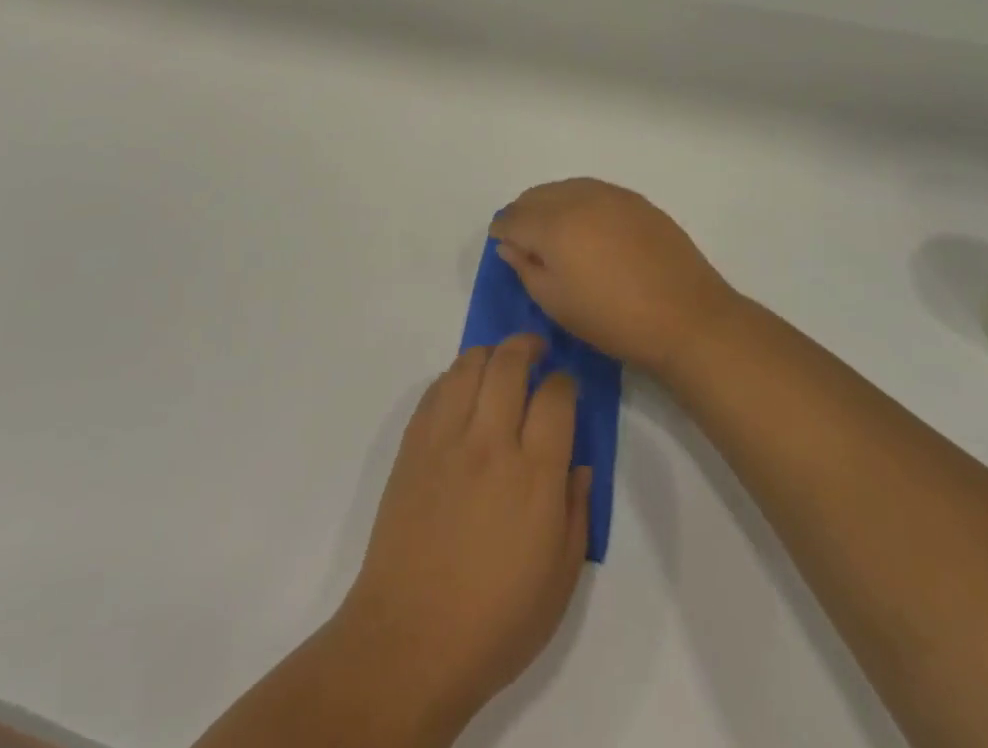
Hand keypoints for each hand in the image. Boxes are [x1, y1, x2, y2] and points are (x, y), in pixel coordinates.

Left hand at [331, 335, 591, 733]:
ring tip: (500, 363)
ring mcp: (446, 439)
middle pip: (510, 363)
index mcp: (534, 474)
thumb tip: (577, 465)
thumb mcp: (561, 579)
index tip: (566, 386)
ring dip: (490, 354)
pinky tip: (463, 390)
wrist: (410, 640)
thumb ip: (577, 512)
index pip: (555, 397)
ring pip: (469, 365)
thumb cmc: (496, 622)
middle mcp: (490, 442)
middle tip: (537, 350)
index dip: (565, 382)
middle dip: (528, 346)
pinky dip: (455, 377)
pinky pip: (436, 389)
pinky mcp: (413, 446)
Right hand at [489, 178, 738, 374]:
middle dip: (524, 213)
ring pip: (566, 188)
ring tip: (556, 233)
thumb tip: (510, 245)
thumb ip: (526, 268)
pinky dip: (580, 203)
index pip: (513, 217)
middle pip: (537, 195)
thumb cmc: (613, 319)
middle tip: (525, 240)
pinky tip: (588, 227)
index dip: (502, 230)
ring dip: (551, 204)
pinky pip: (594, 191)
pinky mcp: (636, 201)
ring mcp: (611, 195)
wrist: (686, 317)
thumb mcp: (557, 303)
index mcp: (553, 224)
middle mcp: (579, 198)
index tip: (502, 242)